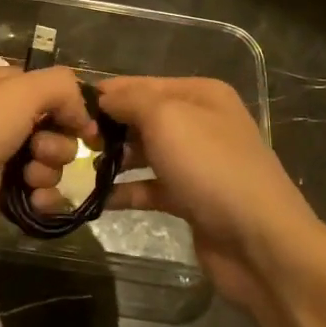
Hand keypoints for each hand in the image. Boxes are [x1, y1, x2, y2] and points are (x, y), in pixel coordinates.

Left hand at [0, 65, 94, 264]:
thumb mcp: (19, 92)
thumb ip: (62, 88)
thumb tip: (86, 115)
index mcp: (8, 86)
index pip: (60, 91)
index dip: (77, 110)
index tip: (86, 130)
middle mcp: (8, 118)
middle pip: (61, 129)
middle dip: (61, 144)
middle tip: (38, 152)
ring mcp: (3, 156)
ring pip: (53, 163)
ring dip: (51, 173)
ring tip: (28, 179)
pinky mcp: (0, 193)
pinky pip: (40, 193)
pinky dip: (44, 199)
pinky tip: (34, 203)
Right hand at [22, 76, 325, 316]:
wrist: (260, 242)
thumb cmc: (211, 168)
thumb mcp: (166, 118)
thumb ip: (130, 101)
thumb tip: (103, 97)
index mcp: (199, 94)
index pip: (140, 84)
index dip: (105, 94)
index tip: (65, 109)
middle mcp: (199, 122)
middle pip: (140, 118)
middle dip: (106, 128)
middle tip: (67, 143)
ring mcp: (196, 162)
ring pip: (142, 153)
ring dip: (112, 160)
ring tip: (75, 169)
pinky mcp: (190, 199)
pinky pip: (148, 187)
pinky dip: (124, 191)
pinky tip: (95, 199)